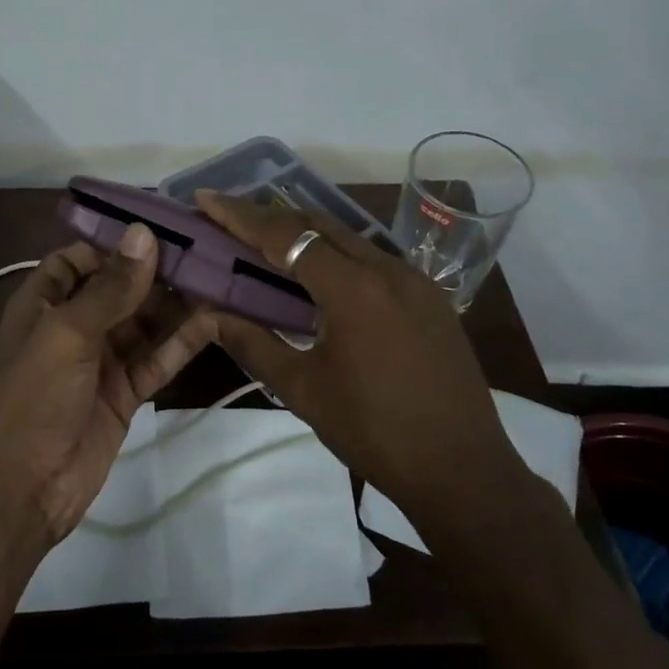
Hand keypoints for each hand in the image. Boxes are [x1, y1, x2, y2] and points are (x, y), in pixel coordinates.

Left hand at [0, 225, 216, 547]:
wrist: (22, 489)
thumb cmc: (34, 397)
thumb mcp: (67, 333)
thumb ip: (110, 287)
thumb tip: (144, 234)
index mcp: (44, 303)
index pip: (79, 258)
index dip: (114, 243)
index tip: (161, 228)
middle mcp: (73, 326)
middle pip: (119, 289)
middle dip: (156, 272)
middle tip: (206, 251)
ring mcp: (101, 361)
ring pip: (143, 323)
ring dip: (175, 306)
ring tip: (219, 280)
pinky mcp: (124, 393)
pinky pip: (155, 359)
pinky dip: (181, 343)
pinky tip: (213, 322)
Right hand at [196, 191, 525, 514]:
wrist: (462, 470)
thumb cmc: (374, 432)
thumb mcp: (303, 390)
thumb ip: (254, 344)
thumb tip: (211, 316)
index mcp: (354, 289)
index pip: (287, 237)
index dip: (241, 216)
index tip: (206, 199)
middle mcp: (388, 269)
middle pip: (319, 225)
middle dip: (271, 217)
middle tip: (229, 219)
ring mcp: (416, 281)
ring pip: (350, 240)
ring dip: (306, 235)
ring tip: (266, 243)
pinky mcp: (431, 299)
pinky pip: (375, 261)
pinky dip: (338, 257)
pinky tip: (320, 277)